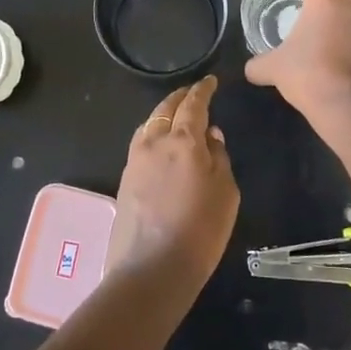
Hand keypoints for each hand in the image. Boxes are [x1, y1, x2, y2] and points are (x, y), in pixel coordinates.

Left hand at [108, 76, 240, 290]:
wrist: (152, 268)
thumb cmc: (201, 230)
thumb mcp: (226, 192)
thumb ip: (219, 158)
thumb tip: (211, 136)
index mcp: (184, 140)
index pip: (194, 104)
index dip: (203, 90)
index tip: (210, 81)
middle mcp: (155, 142)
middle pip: (166, 108)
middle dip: (180, 97)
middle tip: (192, 93)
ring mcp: (134, 160)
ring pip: (149, 124)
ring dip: (163, 114)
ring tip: (176, 116)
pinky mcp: (124, 179)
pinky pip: (141, 143)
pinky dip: (153, 134)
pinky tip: (160, 144)